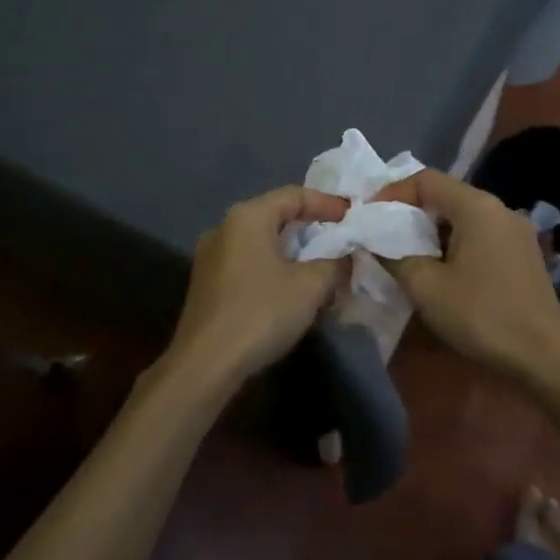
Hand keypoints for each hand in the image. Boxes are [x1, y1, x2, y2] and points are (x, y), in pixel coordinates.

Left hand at [165, 186, 350, 384]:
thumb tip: (346, 258)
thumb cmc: (261, 312)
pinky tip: (292, 291)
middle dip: (310, 228)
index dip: (327, 204)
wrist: (206, 364)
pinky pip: (249, 264)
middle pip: (275, 216)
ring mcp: (210, 258)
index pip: (294, 195)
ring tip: (321, 267)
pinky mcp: (207, 285)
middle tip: (340, 240)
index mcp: (247, 217)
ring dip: (293, 252)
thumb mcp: (311, 285)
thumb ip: (335, 264)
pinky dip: (274, 269)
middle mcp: (224, 228)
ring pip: (261, 243)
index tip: (353, 217)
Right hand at [371, 169, 559, 383]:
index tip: (370, 218)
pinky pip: (480, 235)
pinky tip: (443, 272)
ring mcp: (516, 231)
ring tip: (408, 257)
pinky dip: (455, 244)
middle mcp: (499, 209)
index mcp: (477, 206)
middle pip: (445, 196)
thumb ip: (394, 256)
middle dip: (410, 214)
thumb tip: (376, 241)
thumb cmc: (481, 315)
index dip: (392, 193)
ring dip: (432, 232)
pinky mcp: (523, 254)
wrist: (544, 356)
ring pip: (463, 217)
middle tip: (383, 238)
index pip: (425, 179)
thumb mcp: (426, 287)